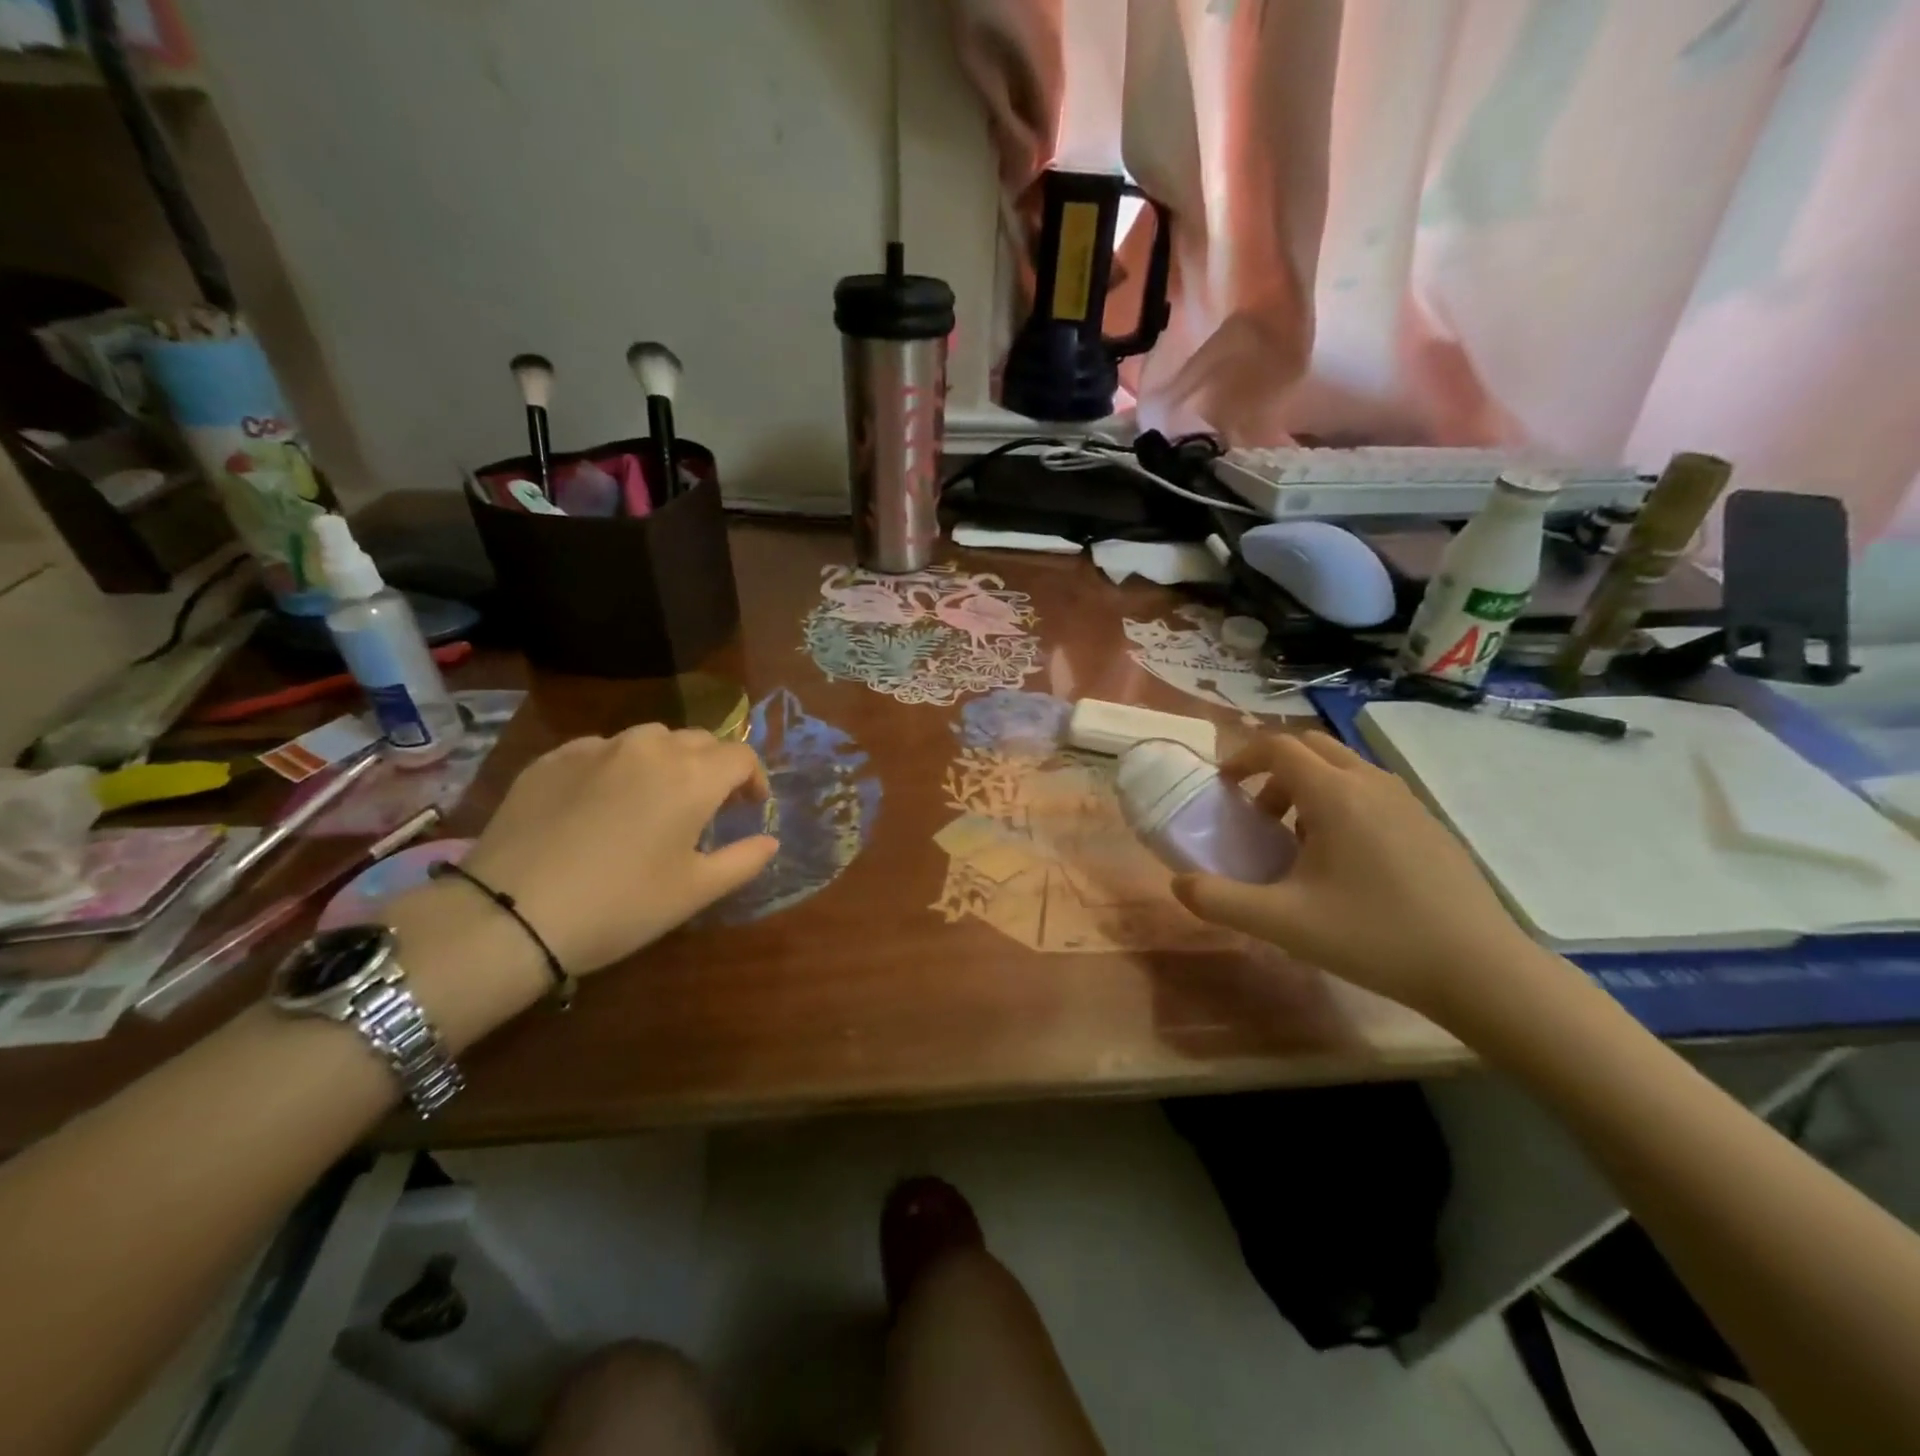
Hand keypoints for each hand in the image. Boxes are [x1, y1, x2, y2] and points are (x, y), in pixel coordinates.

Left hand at [457, 724, 776, 974]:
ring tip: (655, 798)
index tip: (749, 808)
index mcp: (692, 777)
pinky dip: (618, 767)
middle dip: (713, 767)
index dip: (754, 779)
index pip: (741, 757)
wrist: (511, 914)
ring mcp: (596, 748)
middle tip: (707, 806)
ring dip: (667, 761)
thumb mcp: (694, 892)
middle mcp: (649, 748)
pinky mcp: (552, 759)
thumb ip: (743, 861)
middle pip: (699, 741)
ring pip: (649, 739)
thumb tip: (769, 842)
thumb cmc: (620, 905)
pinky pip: (601, 750)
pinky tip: (602, 802)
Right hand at [1171, 732, 1553, 1023]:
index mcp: (1334, 794)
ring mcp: (1406, 799)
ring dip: (1308, 786)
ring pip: (1343, 767)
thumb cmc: (1373, 936)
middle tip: (1257, 813)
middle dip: (1273, 769)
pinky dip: (1341, 801)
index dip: (1242, 758)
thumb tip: (1179, 884)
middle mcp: (1370, 782)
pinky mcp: (1428, 822)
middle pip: (1310, 747)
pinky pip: (1370, 790)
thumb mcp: (1282, 923)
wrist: (1479, 969)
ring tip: (1297, 840)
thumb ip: (1220, 901)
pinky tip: (1344, 860)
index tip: (1223, 787)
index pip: (1277, 746)